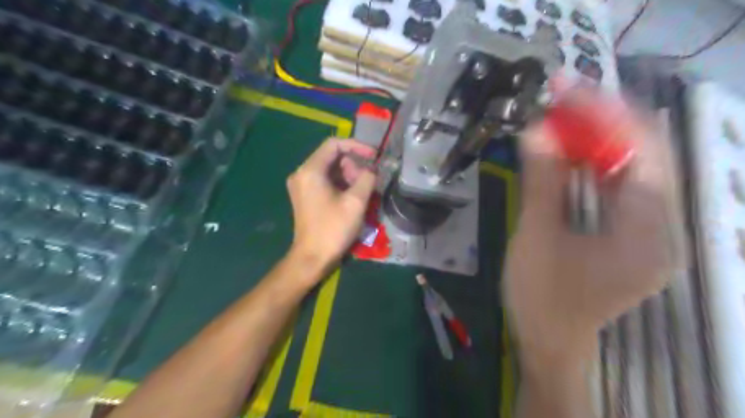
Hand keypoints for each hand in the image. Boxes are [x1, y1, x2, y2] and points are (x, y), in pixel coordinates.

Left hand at [285, 138, 377, 274]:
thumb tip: (372, 169)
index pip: (334, 144)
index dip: (357, 146)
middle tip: (368, 182)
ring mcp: (301, 185)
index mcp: (310, 170)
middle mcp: (302, 173)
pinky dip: (341, 184)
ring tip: (362, 193)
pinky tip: (353, 197)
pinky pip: (325, 181)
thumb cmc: (333, 229)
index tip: (374, 156)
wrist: (312, 258)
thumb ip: (367, 178)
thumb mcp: (356, 202)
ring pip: (330, 170)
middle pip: (332, 157)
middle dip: (353, 166)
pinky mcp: (305, 196)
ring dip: (349, 176)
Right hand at [506, 93, 685, 356]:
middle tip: (559, 96)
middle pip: (641, 155)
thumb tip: (537, 129)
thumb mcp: (536, 236)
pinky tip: (568, 152)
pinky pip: (617, 189)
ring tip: (559, 117)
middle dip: (600, 120)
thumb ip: (542, 181)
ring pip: (629, 169)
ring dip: (595, 140)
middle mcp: (661, 228)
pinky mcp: (629, 237)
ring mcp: (648, 233)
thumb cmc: (540, 297)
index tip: (567, 86)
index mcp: (647, 232)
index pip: (641, 151)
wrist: (548, 342)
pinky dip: (592, 165)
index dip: (604, 113)